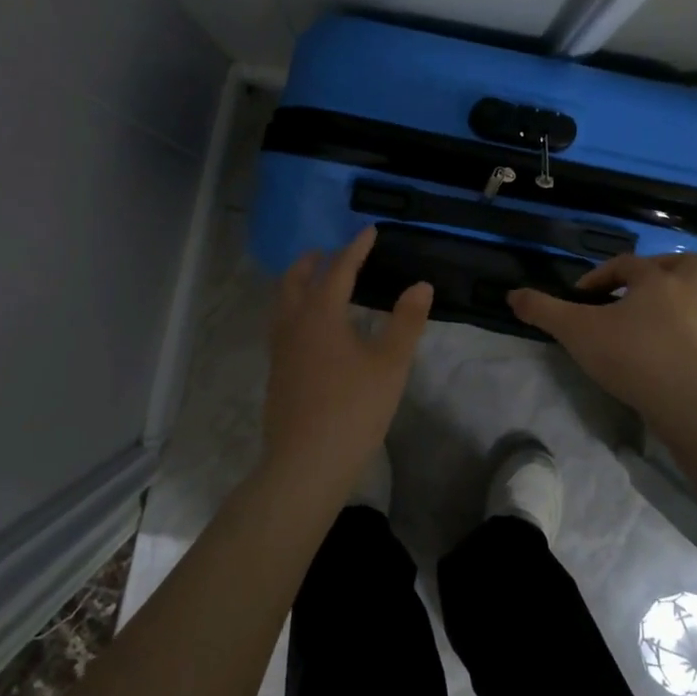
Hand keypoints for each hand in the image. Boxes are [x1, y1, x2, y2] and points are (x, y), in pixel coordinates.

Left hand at [263, 227, 432, 483]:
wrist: (305, 464)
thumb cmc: (353, 409)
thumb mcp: (390, 364)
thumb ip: (406, 322)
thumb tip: (420, 285)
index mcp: (320, 313)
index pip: (339, 269)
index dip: (356, 248)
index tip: (369, 231)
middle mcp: (293, 323)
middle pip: (296, 280)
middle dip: (314, 261)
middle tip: (330, 252)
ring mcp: (279, 349)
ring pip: (282, 302)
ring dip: (298, 284)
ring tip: (315, 283)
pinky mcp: (276, 373)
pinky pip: (282, 325)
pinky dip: (294, 309)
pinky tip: (310, 330)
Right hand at [508, 252, 696, 417]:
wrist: (680, 400)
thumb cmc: (629, 352)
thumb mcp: (575, 329)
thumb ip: (543, 310)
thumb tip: (513, 295)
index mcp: (656, 280)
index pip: (627, 263)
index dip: (600, 274)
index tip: (580, 297)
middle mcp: (685, 295)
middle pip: (688, 265)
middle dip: (663, 269)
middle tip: (636, 288)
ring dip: (680, 300)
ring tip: (652, 314)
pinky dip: (681, 332)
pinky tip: (659, 345)